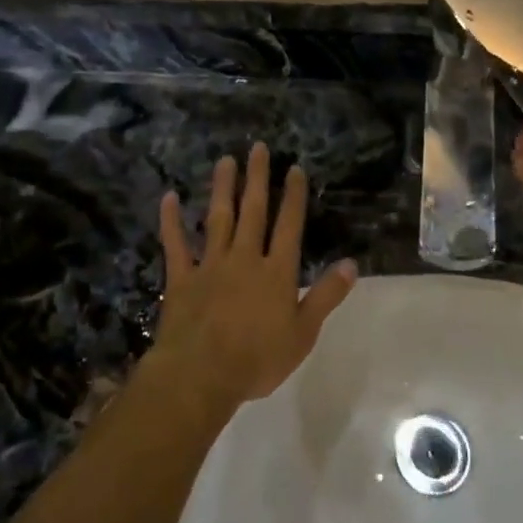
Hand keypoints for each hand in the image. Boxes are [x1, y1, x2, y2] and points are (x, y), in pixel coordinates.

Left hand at [153, 143, 357, 413]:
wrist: (200, 375)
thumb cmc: (257, 359)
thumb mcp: (303, 333)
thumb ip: (326, 296)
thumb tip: (352, 264)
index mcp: (276, 272)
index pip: (288, 225)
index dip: (293, 196)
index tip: (294, 169)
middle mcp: (244, 258)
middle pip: (253, 211)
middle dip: (257, 178)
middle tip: (258, 148)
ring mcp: (210, 265)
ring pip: (218, 219)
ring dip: (222, 188)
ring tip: (225, 160)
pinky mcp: (181, 278)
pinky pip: (176, 244)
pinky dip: (171, 221)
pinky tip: (170, 197)